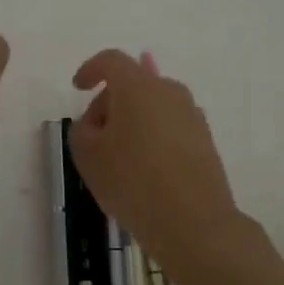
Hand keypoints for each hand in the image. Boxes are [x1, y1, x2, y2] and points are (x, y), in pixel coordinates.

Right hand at [69, 49, 257, 280]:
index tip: (78, 86)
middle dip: (109, 102)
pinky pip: (170, 127)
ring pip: (153, 106)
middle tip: (94, 136)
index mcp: (138, 86)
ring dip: (133, 121)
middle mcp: (169, 91)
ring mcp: (192, 115)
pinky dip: (153, 137)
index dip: (91, 69)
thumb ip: (83, 128)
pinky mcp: (205, 140)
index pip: (111, 61)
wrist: (194, 223)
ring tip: (119, 157)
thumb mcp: (87, 155)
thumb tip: (99, 122)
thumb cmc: (132, 181)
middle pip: (133, 83)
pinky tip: (145, 169)